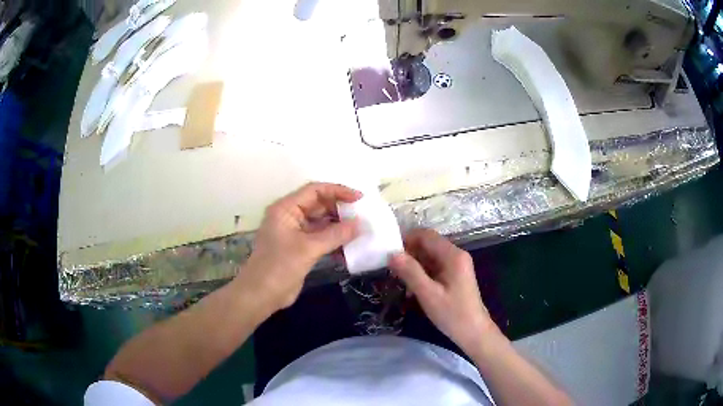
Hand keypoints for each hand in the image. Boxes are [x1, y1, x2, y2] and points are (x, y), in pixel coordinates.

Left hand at [237, 182, 361, 311]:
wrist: (261, 295)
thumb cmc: (279, 267)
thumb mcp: (308, 249)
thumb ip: (335, 235)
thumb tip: (361, 224)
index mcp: (286, 208)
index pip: (315, 191)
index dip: (338, 191)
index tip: (359, 199)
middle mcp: (290, 216)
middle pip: (319, 205)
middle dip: (341, 211)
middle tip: (363, 218)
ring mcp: (295, 233)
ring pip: (322, 223)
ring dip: (339, 227)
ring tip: (360, 232)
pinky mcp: (300, 248)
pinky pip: (321, 239)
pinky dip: (334, 242)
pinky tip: (349, 249)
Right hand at [389, 229, 498, 353]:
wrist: (474, 332)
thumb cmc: (452, 314)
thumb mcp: (428, 295)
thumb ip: (411, 272)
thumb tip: (392, 254)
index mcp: (452, 255)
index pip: (426, 235)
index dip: (406, 239)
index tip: (389, 252)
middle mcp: (456, 255)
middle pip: (428, 244)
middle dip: (409, 254)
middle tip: (391, 269)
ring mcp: (456, 265)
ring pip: (429, 256)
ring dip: (414, 265)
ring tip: (399, 281)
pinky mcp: (454, 275)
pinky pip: (434, 267)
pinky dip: (421, 273)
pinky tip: (412, 289)